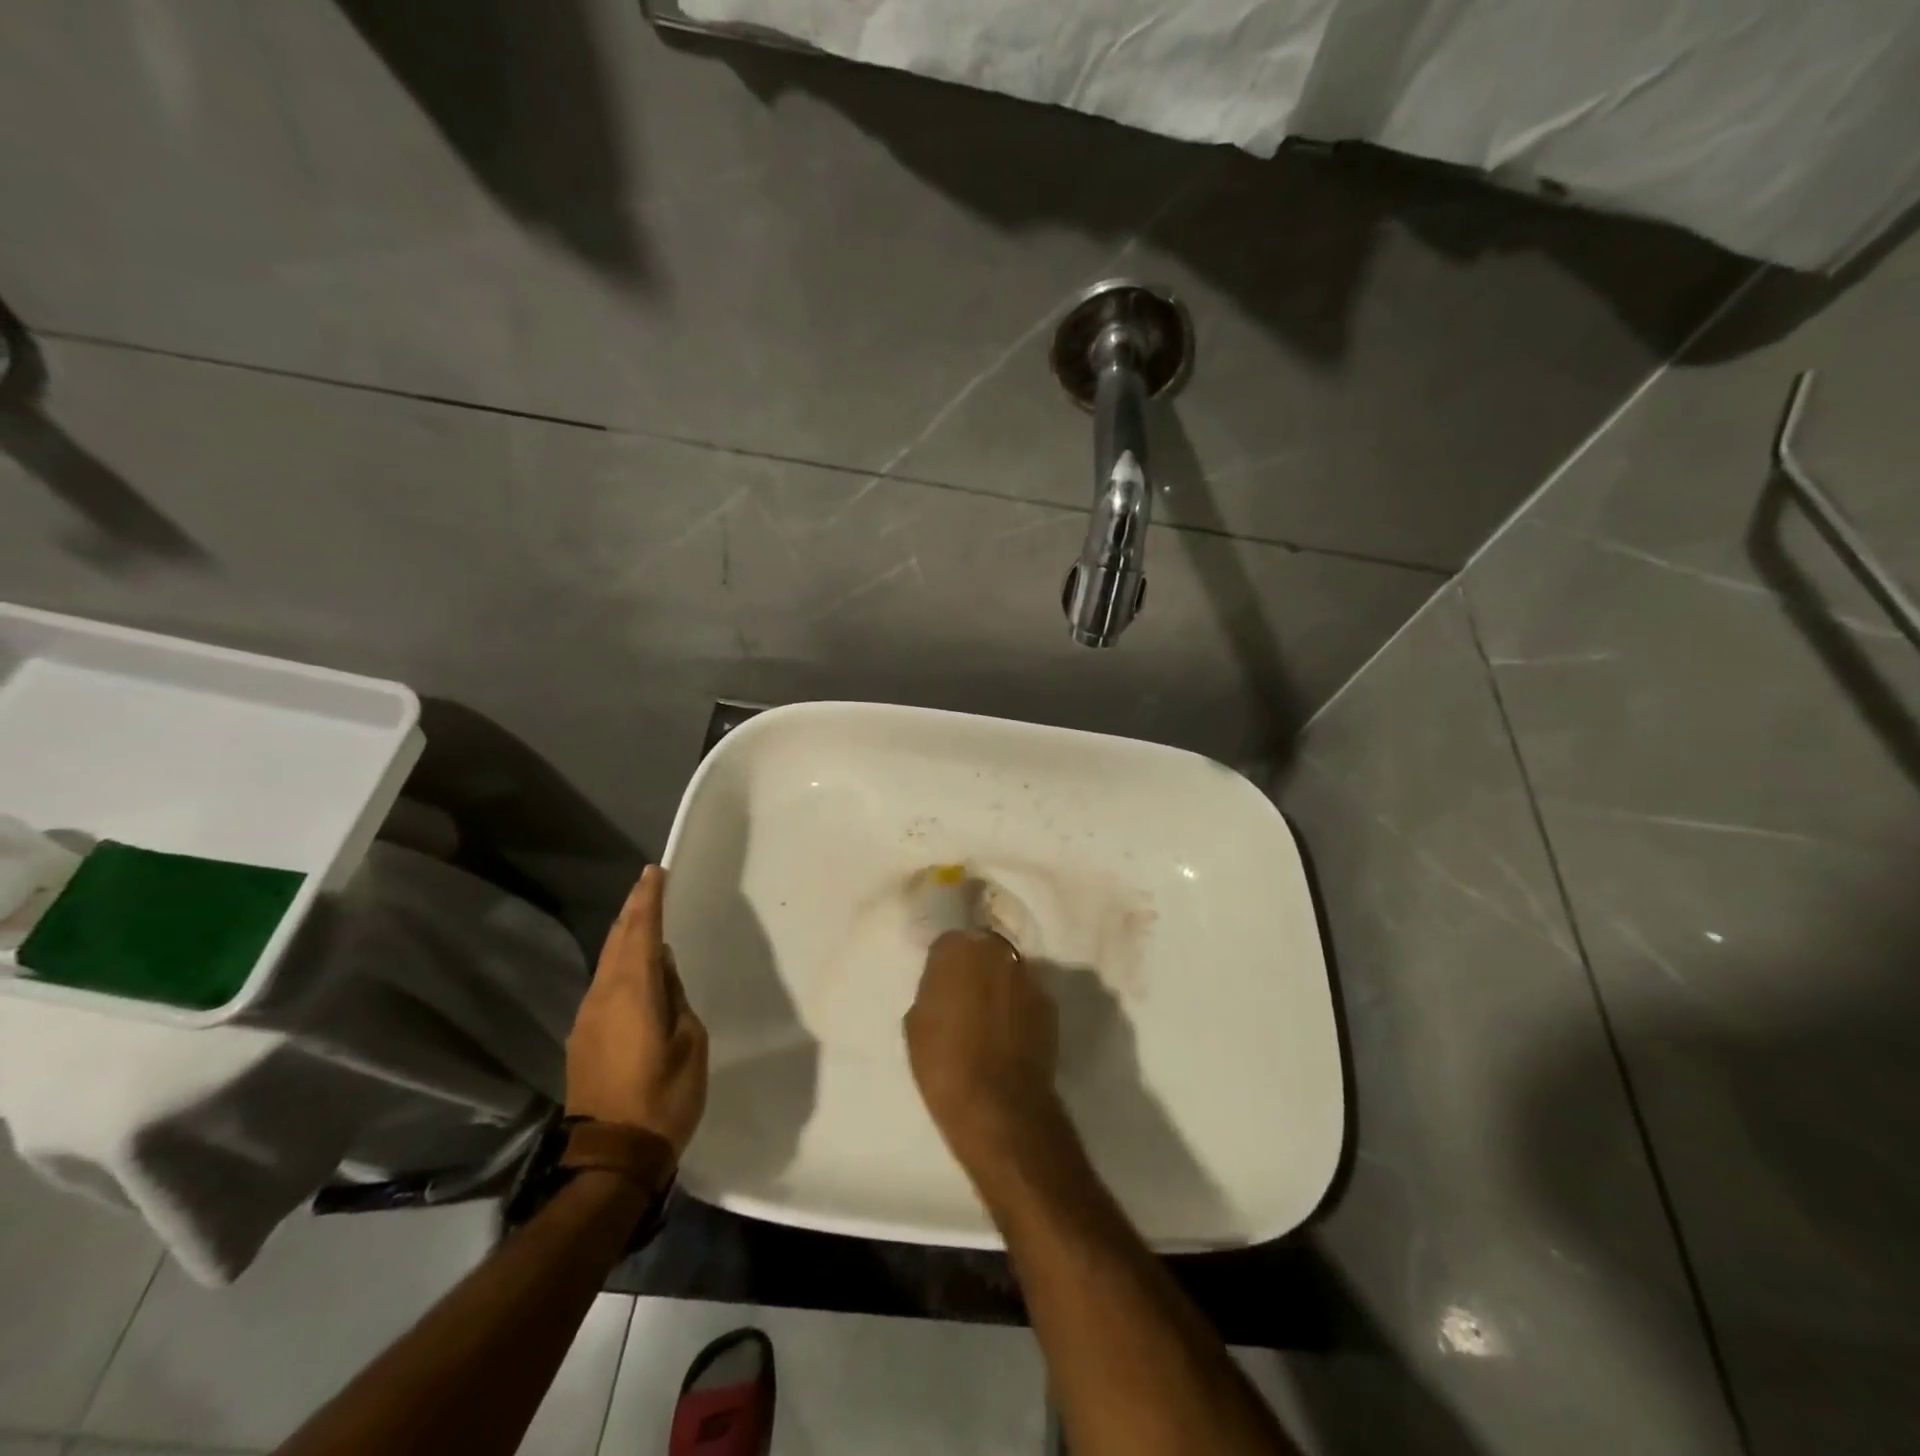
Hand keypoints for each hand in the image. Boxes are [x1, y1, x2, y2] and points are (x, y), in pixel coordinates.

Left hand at [566, 866, 708, 1156]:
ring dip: (624, 935)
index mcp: (634, 992)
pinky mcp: (583, 1037)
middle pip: (617, 941)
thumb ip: (676, 998)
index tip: (655, 872)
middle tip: (648, 884)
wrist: (612, 1156)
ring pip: (607, 961)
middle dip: (633, 910)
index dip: (649, 900)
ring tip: (642, 917)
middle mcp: (604, 996)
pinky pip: (603, 984)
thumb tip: (664, 969)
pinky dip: (619, 962)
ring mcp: (588, 1017)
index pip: (642, 932)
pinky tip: (633, 966)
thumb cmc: (664, 1097)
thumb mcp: (690, 1043)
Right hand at [904, 929, 1065, 1174]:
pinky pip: (1027, 996)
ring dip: (999, 984)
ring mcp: (1027, 975)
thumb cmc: (944, 1063)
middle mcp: (996, 950)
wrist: (998, 1105)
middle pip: (983, 949)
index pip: (948, 942)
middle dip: (975, 967)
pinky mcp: (1049, 1003)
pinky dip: (1019, 1007)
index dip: (944, 964)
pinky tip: (1010, 1033)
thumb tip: (945, 986)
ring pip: (1008, 970)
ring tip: (990, 1017)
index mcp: (957, 949)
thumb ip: (932, 990)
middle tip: (965, 997)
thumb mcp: (917, 1023)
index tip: (941, 985)